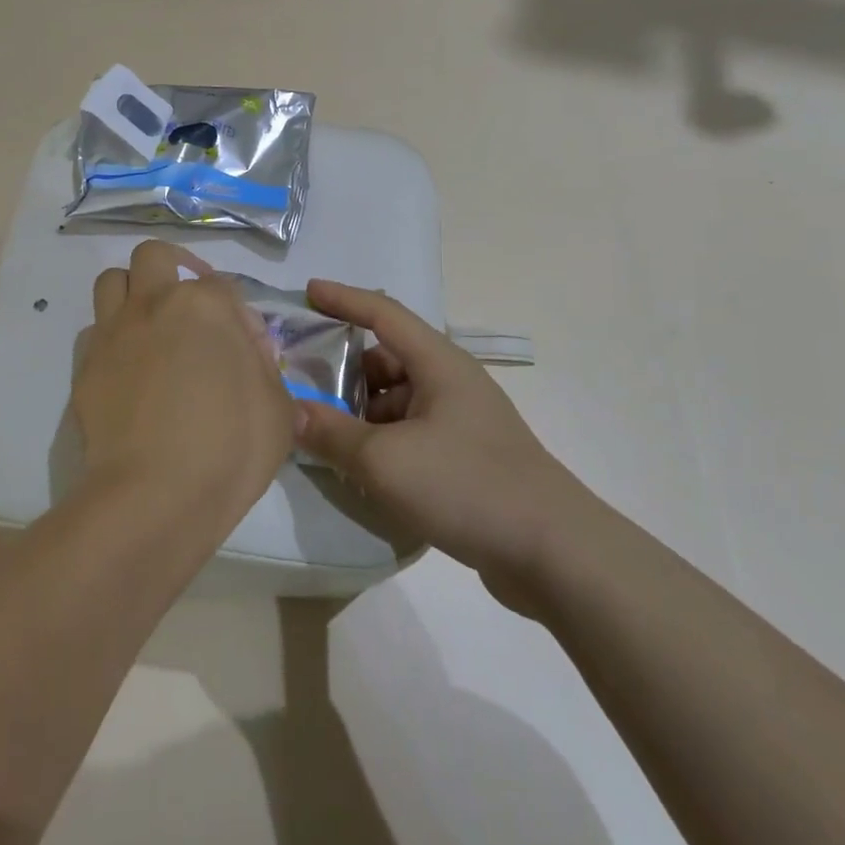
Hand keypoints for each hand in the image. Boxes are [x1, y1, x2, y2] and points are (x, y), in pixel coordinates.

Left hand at [73, 241, 297, 531]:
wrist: (155, 496)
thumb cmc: (230, 447)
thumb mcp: (279, 408)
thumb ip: (265, 368)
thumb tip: (249, 352)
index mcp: (205, 304)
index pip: (223, 285)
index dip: (238, 313)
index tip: (247, 349)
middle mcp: (154, 304)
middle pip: (154, 256)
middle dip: (172, 267)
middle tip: (189, 302)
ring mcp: (114, 332)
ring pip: (112, 281)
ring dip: (132, 291)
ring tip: (151, 323)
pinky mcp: (85, 366)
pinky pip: (95, 331)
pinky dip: (111, 337)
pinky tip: (128, 367)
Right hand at [292, 280, 573, 601]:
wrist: (553, 552)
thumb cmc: (466, 485)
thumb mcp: (386, 461)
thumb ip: (332, 434)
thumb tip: (291, 412)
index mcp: (438, 363)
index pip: (382, 313)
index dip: (343, 299)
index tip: (308, 291)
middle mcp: (451, 382)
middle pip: (387, 359)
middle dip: (346, 370)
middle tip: (305, 387)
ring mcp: (462, 420)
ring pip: (398, 400)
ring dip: (362, 412)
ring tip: (326, 437)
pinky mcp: (466, 456)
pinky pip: (412, 432)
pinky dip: (383, 441)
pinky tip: (362, 470)